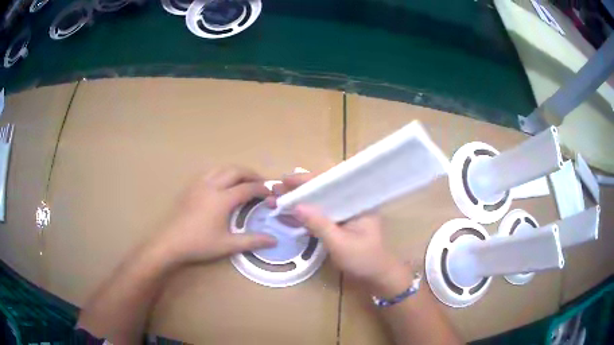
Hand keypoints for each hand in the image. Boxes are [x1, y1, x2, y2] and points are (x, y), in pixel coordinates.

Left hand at [153, 166, 276, 265]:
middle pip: (236, 171)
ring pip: (222, 168)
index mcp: (222, 199)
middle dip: (252, 174)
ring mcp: (199, 184)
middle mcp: (212, 186)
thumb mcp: (228, 245)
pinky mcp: (191, 186)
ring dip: (236, 171)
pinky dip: (222, 173)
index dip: (262, 189)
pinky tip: (223, 183)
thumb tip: (274, 240)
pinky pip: (210, 172)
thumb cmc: (200, 243)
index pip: (247, 188)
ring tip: (245, 180)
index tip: (271, 194)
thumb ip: (252, 241)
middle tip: (261, 183)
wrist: (171, 241)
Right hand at [270, 173, 410, 296]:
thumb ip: (319, 224)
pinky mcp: (338, 225)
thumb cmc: (363, 259)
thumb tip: (296, 206)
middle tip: (276, 188)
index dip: (308, 180)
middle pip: (322, 190)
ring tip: (275, 199)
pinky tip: (286, 215)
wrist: (376, 277)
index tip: (287, 179)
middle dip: (298, 189)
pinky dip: (304, 216)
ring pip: (318, 203)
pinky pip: (319, 216)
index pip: (331, 183)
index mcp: (358, 201)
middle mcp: (351, 203)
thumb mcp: (340, 243)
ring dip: (298, 202)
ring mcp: (344, 214)